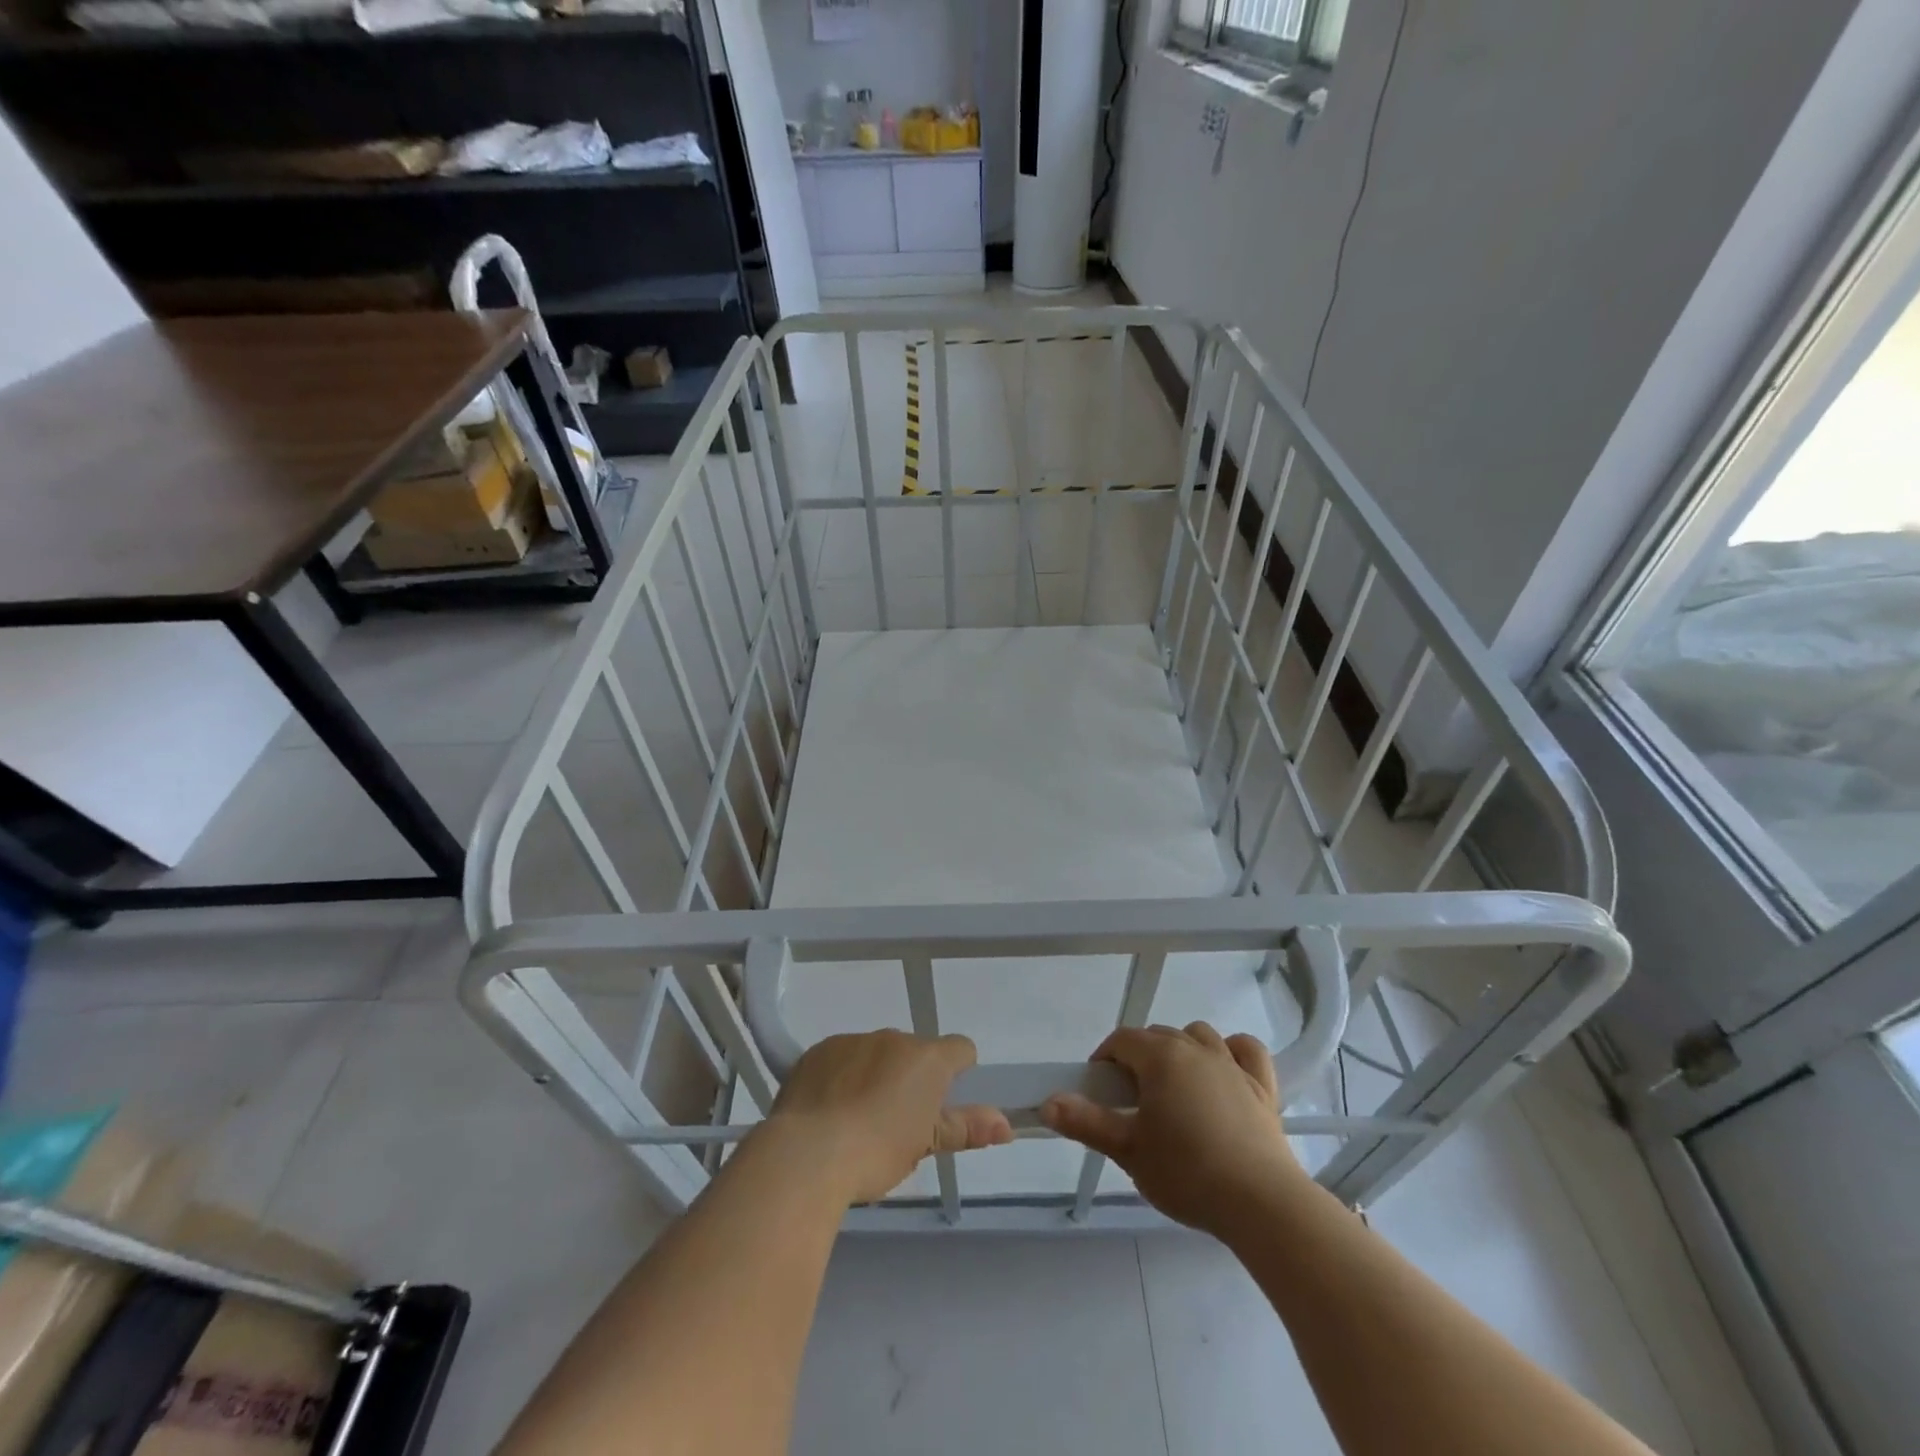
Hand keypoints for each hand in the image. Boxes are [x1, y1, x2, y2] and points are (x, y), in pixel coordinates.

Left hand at [765, 1030, 1013, 1203]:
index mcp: (927, 1058)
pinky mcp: (819, 1050)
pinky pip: (841, 1057)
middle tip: (898, 1121)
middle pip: (914, 1051)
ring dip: (875, 1074)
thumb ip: (967, 1128)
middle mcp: (893, 1038)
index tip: (943, 1102)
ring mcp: (853, 1040)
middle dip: (910, 1077)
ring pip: (875, 1052)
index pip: (960, 1049)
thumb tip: (1007, 1125)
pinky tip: (829, 1109)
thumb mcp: (926, 1145)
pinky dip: (841, 1076)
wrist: (807, 1153)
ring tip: (857, 1119)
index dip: (958, 1072)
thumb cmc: (877, 1152)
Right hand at [1042, 1022, 1307, 1235]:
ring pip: (1199, 1035)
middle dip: (1139, 1058)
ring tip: (1174, 1087)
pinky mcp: (1262, 1087)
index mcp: (1160, 1057)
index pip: (1122, 1040)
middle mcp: (1196, 1049)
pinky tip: (1224, 1071)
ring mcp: (1232, 1065)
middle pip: (1157, 1036)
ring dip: (1182, 1049)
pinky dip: (1233, 1052)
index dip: (1105, 1059)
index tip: (1100, 1091)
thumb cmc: (1187, 1173)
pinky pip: (1246, 1050)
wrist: (1260, 1203)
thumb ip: (1086, 1123)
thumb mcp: (1128, 1151)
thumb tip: (1047, 1102)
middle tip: (1132, 1101)